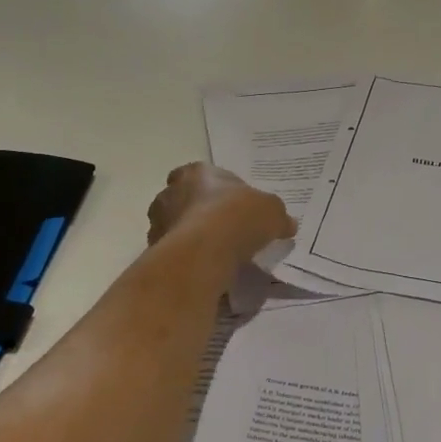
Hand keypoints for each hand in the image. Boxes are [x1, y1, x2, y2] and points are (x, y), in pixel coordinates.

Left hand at [146, 163, 293, 264]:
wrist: (203, 252)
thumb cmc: (237, 217)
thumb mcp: (272, 212)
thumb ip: (276, 215)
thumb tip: (286, 224)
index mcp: (196, 172)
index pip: (201, 174)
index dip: (218, 188)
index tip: (233, 205)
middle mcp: (170, 192)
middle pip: (185, 199)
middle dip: (200, 211)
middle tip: (225, 229)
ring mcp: (159, 222)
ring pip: (176, 226)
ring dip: (191, 236)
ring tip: (216, 254)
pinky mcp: (154, 251)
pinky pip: (173, 252)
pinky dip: (187, 258)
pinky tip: (205, 269)